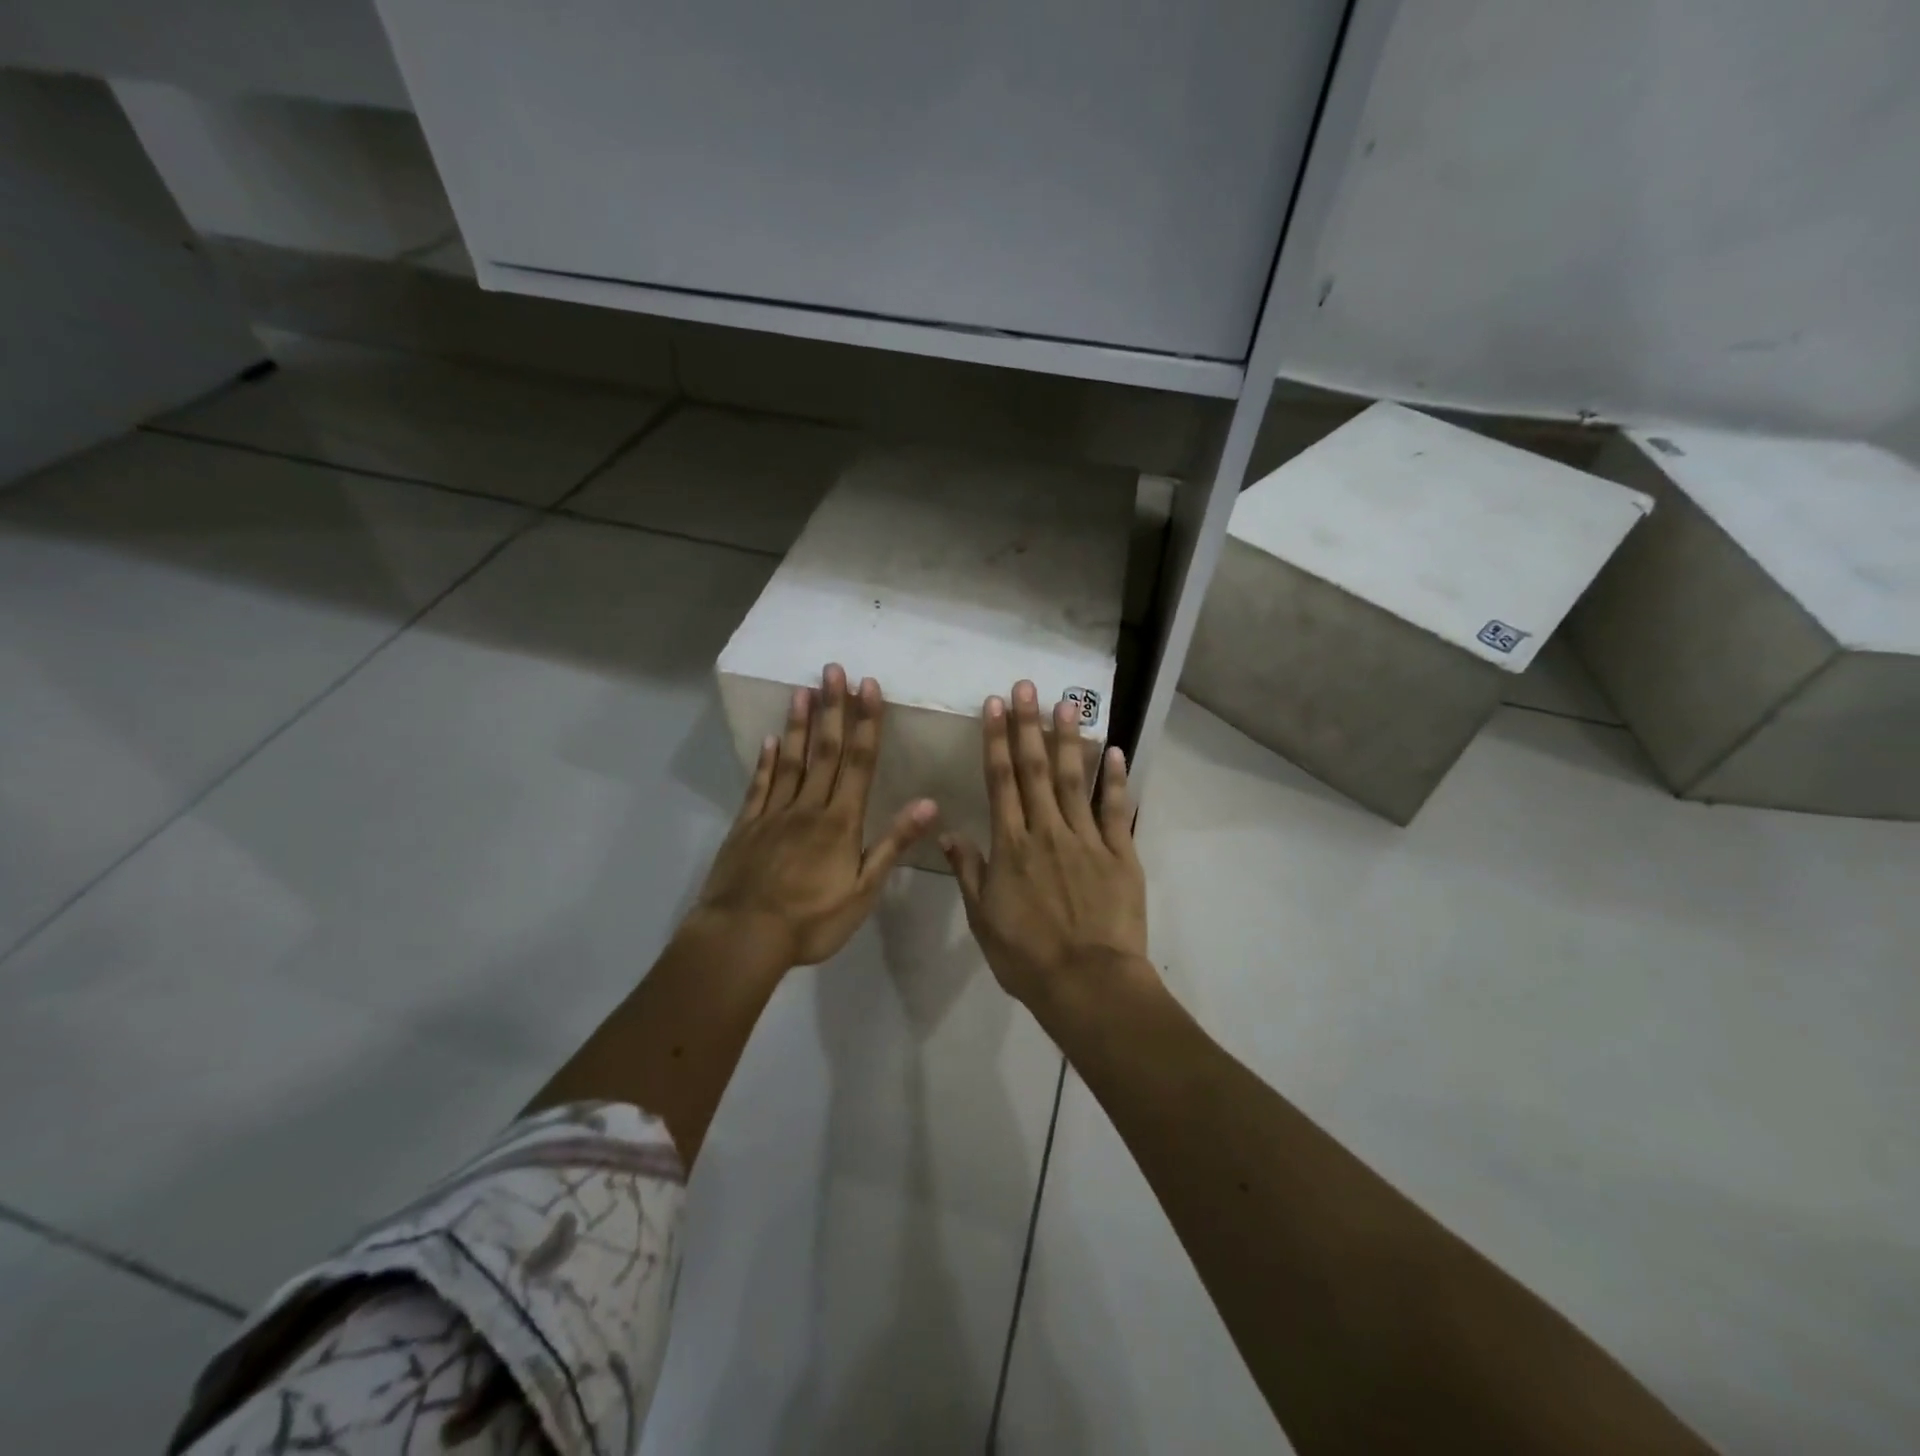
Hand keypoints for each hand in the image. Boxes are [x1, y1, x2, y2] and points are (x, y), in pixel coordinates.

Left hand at [695, 664, 936, 967]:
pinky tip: (771, 739)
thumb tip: (928, 803)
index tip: (868, 687)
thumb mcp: (863, 891)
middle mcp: (809, 807)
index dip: (866, 723)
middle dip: (832, 709)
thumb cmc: (810, 920)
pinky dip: (766, 760)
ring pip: (791, 760)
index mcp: (841, 821)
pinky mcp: (746, 826)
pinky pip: (759, 786)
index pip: (859, 763)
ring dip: (799, 724)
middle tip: (833, 670)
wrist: (743, 936)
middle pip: (825, 751)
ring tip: (803, 690)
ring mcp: (774, 814)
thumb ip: (893, 844)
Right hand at [941, 680, 1151, 1013]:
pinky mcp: (1120, 854)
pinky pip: (1116, 809)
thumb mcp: (983, 919)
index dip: (995, 740)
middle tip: (1028, 686)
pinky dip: (1117, 780)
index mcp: (1010, 846)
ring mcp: (1086, 839)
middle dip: (1028, 725)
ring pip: (1076, 779)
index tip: (994, 706)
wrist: (1087, 983)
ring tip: (1068, 703)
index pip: (1000, 781)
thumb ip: (969, 871)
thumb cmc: (1027, 957)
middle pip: (1036, 769)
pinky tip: (1117, 750)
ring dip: (1070, 739)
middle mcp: (1046, 831)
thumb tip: (948, 833)